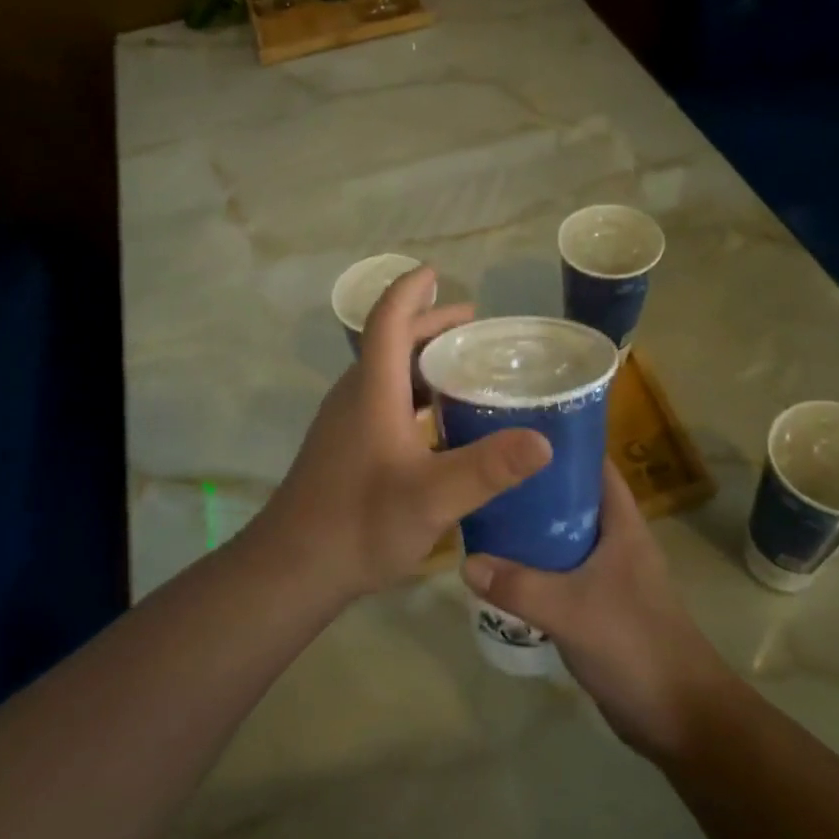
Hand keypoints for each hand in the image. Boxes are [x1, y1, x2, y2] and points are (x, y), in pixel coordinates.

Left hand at [266, 266, 551, 599]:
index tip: (435, 273)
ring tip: (465, 366)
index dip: (409, 291)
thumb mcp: (432, 497)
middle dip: (430, 325)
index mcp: (372, 389)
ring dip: (423, 360)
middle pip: (390, 342)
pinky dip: (414, 393)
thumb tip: (544, 440)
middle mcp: (356, 395)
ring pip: (387, 373)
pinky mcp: (345, 445)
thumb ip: (487, 468)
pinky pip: (383, 399)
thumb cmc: (359, 522)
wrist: (294, 565)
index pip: (388, 320)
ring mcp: (346, 421)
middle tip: (475, 325)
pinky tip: (440, 422)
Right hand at [462, 461, 735, 755]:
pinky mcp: (597, 603)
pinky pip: (559, 570)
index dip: (561, 442)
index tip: (515, 427)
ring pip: (562, 535)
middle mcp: (615, 540)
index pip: (593, 464)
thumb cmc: (635, 646)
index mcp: (622, 524)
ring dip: (530, 526)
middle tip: (486, 470)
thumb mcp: (572, 610)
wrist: (680, 717)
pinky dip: (533, 563)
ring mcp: (607, 573)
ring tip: (483, 509)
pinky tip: (500, 565)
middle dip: (533, 483)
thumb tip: (465, 562)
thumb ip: (518, 586)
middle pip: (571, 497)